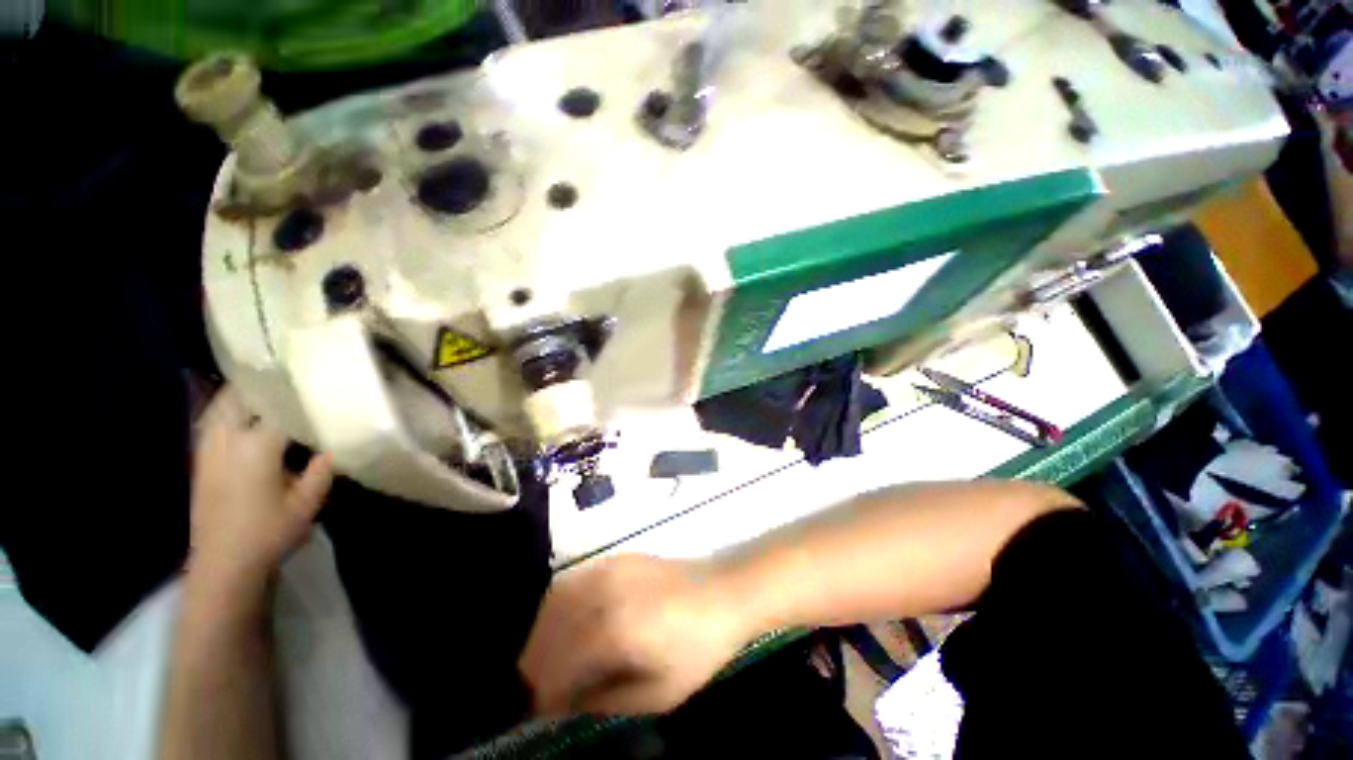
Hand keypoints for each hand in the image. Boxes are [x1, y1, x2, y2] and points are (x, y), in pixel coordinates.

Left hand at [189, 386, 333, 587]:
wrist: (222, 563)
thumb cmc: (269, 531)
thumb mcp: (308, 501)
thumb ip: (323, 468)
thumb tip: (335, 444)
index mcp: (256, 447)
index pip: (279, 407)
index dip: (298, 393)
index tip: (318, 382)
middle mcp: (226, 440)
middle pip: (240, 397)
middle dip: (263, 382)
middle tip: (289, 374)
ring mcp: (207, 449)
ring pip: (219, 406)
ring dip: (241, 393)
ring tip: (266, 385)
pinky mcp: (200, 460)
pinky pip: (210, 421)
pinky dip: (226, 409)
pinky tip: (241, 412)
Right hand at [519, 555, 750, 716]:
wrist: (724, 592)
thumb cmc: (697, 648)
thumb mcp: (657, 694)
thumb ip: (605, 700)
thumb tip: (564, 702)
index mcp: (613, 631)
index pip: (557, 666)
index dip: (544, 692)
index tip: (542, 709)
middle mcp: (603, 594)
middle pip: (549, 631)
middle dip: (538, 664)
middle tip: (544, 688)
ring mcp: (608, 568)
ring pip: (554, 602)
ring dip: (544, 633)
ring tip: (551, 659)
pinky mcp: (616, 558)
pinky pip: (573, 580)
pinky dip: (558, 605)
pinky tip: (566, 623)